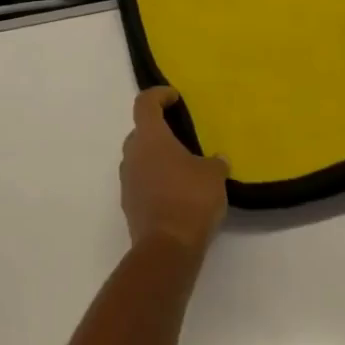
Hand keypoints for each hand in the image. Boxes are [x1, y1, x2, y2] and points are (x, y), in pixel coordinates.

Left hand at [120, 87, 228, 253]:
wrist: (166, 249)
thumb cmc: (190, 199)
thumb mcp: (213, 176)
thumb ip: (215, 162)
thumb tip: (218, 158)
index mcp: (150, 137)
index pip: (145, 103)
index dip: (158, 95)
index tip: (174, 97)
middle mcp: (132, 153)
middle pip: (141, 131)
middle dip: (159, 130)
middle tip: (181, 136)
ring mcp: (127, 180)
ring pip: (139, 158)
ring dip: (156, 157)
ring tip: (182, 167)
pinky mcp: (129, 204)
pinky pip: (141, 181)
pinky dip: (155, 180)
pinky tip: (176, 193)